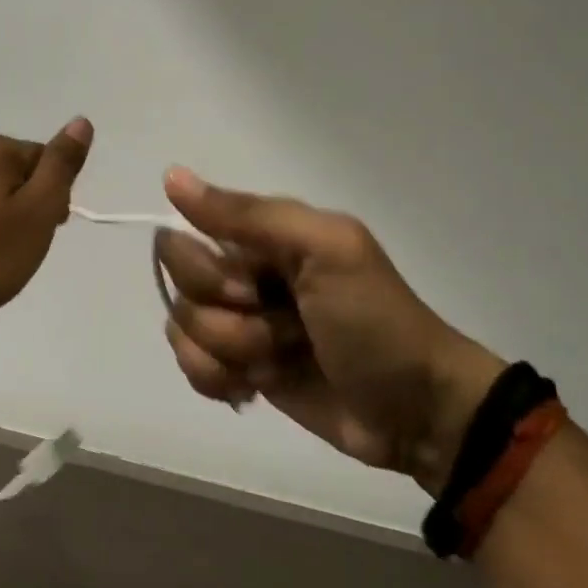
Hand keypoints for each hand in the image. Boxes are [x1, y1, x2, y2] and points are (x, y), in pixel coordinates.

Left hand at [0, 119, 93, 310]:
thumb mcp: (41, 206)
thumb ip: (62, 162)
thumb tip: (81, 121)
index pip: (45, 160)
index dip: (55, 195)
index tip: (50, 226)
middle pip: (19, 172)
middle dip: (30, 203)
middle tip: (26, 241)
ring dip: (7, 214)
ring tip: (3, 249)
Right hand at [156, 169, 504, 494]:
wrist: (416, 411)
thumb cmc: (374, 321)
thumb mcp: (324, 251)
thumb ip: (248, 215)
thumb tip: (171, 176)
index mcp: (262, 237)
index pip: (184, 241)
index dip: (210, 274)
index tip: (255, 290)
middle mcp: (243, 273)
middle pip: (181, 289)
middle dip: (227, 320)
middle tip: (283, 330)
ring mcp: (239, 323)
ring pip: (183, 330)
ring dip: (231, 354)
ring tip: (280, 361)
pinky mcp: (239, 368)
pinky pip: (191, 367)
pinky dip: (218, 381)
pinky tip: (253, 387)